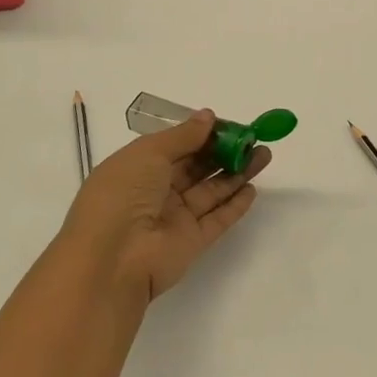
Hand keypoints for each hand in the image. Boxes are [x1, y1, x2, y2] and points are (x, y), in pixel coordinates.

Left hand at [58, 109, 267, 303]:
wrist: (112, 260)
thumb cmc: (122, 195)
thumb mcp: (149, 152)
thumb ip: (183, 135)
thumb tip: (208, 117)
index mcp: (138, 168)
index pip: (175, 147)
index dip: (202, 134)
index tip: (229, 124)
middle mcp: (156, 192)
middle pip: (196, 168)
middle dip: (225, 151)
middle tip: (254, 138)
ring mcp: (174, 219)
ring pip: (211, 191)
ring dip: (236, 173)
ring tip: (263, 155)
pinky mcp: (192, 242)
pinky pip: (217, 220)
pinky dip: (235, 205)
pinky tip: (252, 189)